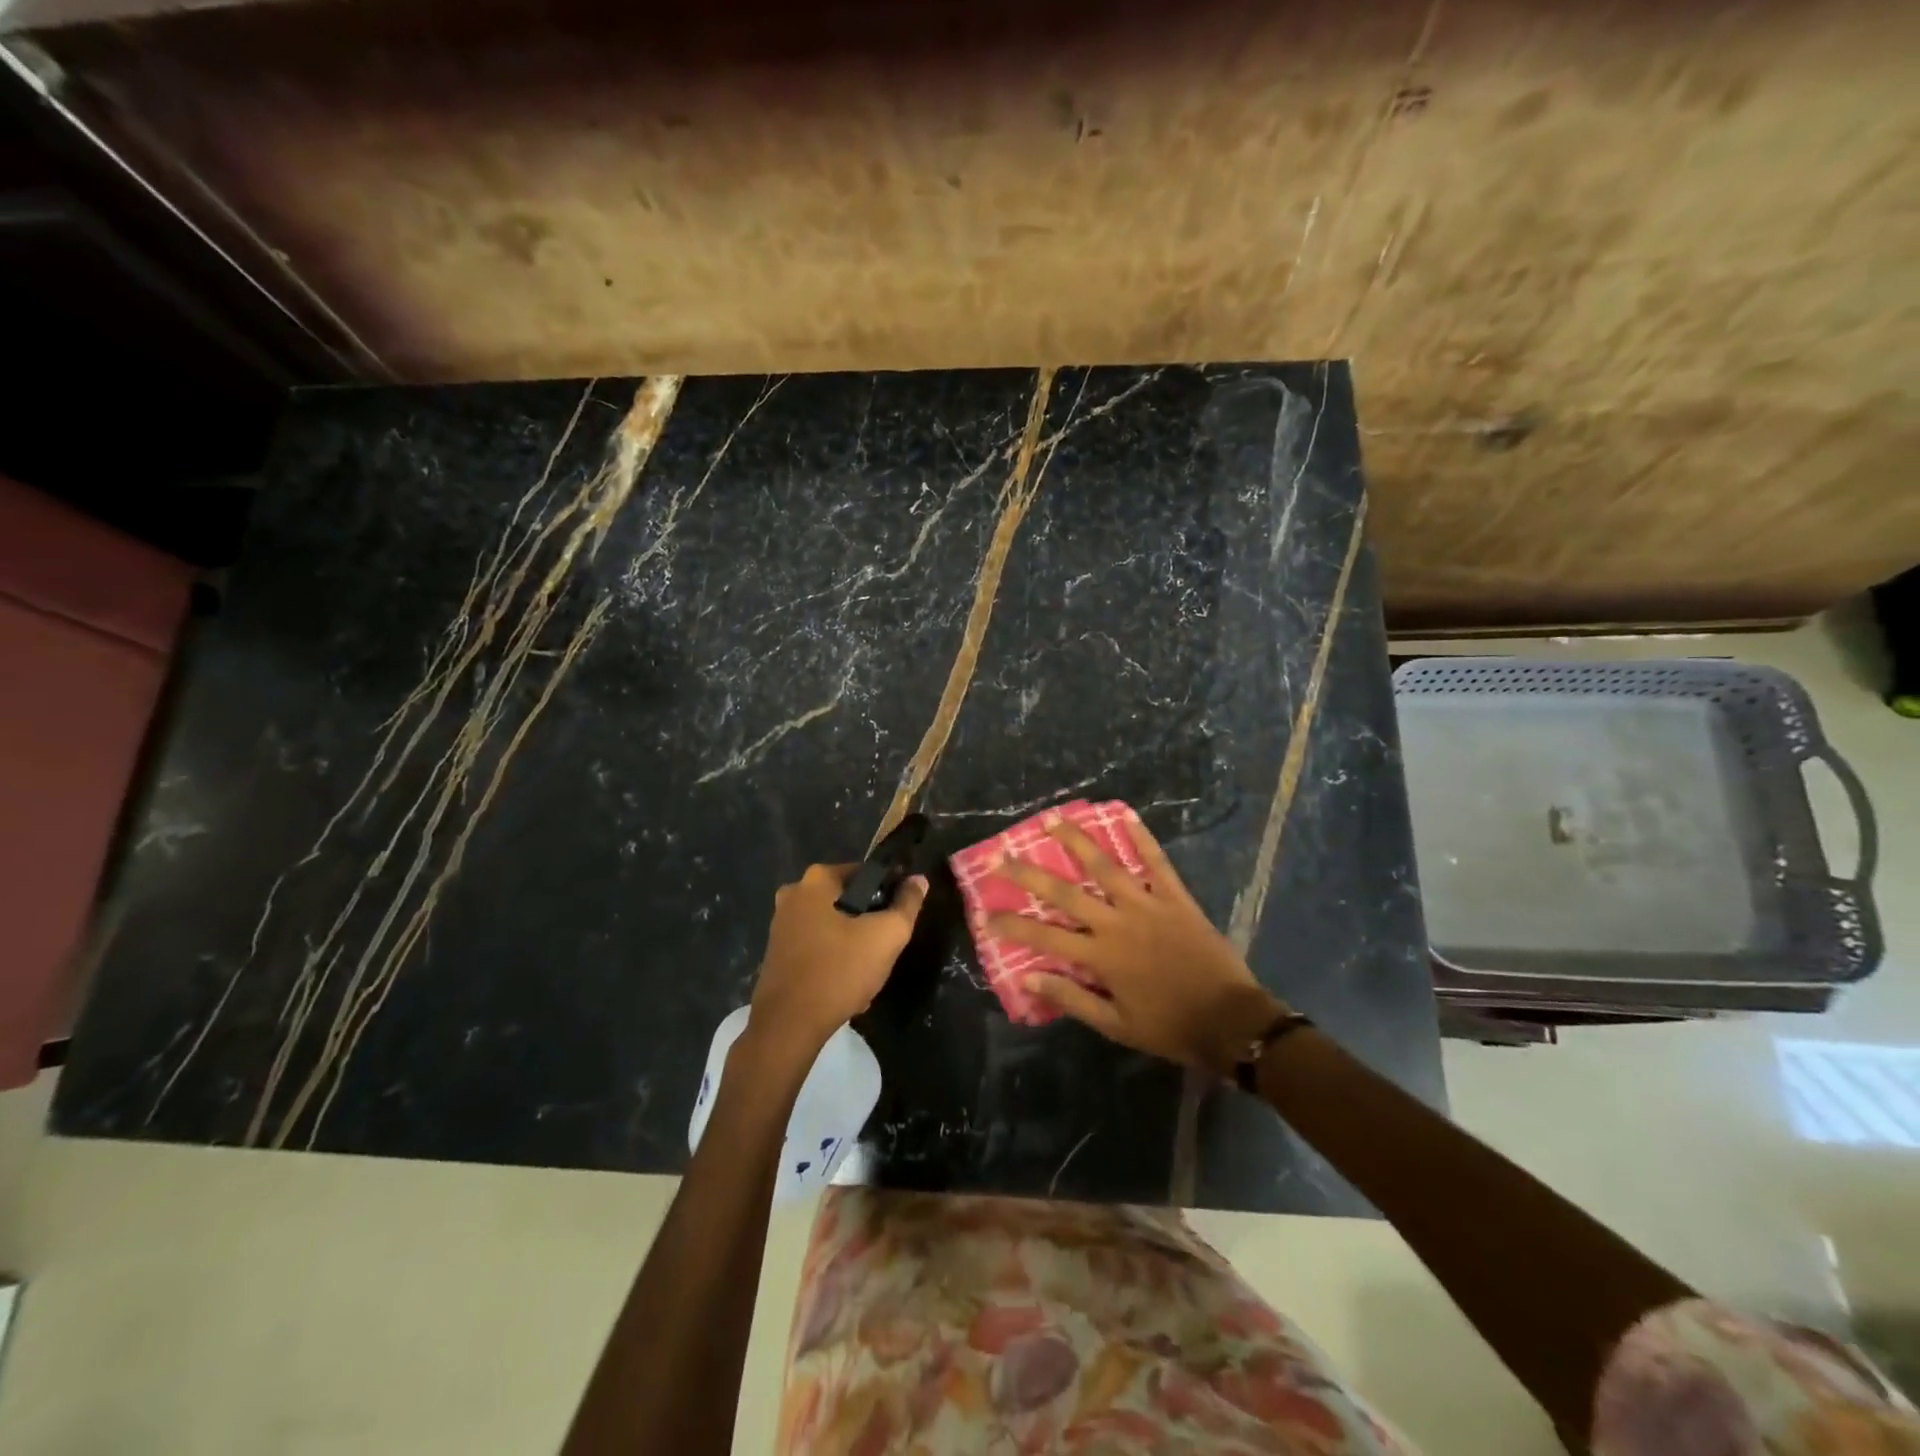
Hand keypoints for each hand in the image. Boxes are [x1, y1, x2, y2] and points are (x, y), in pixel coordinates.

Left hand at [749, 864, 927, 1056]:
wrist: (788, 1026)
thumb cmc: (839, 971)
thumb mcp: (887, 936)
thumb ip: (907, 904)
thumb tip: (918, 880)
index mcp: (817, 879)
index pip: (866, 874)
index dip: (888, 894)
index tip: (897, 920)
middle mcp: (793, 893)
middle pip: (848, 901)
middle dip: (868, 923)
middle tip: (882, 950)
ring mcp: (780, 923)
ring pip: (833, 926)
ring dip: (852, 945)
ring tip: (866, 972)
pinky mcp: (776, 951)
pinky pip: (816, 946)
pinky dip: (832, 959)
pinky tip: (844, 985)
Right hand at [987, 812, 1287, 1075]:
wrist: (1230, 1021)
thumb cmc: (1169, 1026)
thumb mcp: (1115, 1025)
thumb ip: (1071, 998)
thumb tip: (1028, 977)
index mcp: (1100, 956)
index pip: (1044, 935)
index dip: (1012, 924)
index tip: (985, 913)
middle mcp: (1117, 922)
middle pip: (1064, 892)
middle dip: (1029, 873)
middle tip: (1002, 855)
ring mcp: (1147, 904)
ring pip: (1105, 865)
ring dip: (1076, 840)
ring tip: (1052, 818)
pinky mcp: (1176, 897)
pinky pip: (1156, 861)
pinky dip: (1142, 837)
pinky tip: (1126, 813)